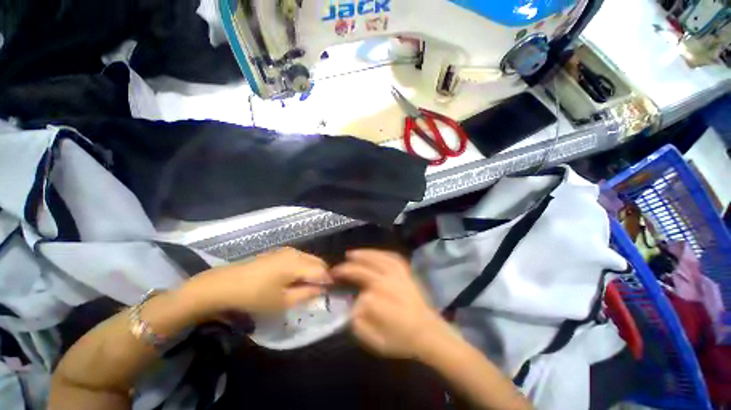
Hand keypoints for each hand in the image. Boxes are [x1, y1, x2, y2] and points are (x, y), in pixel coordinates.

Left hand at [180, 247, 331, 317]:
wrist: (223, 285)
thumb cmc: (254, 296)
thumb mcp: (282, 301)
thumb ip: (307, 294)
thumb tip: (322, 289)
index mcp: (297, 263)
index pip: (322, 270)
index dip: (328, 282)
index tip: (329, 294)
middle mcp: (295, 252)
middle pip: (318, 261)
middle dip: (321, 275)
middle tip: (317, 292)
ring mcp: (286, 250)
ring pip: (309, 259)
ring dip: (312, 271)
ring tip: (305, 287)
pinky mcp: (278, 252)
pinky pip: (299, 258)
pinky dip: (302, 267)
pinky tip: (293, 279)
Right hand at [331, 250, 453, 359]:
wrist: (428, 332)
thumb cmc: (402, 339)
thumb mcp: (376, 342)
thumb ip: (359, 325)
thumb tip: (352, 308)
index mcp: (379, 300)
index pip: (356, 293)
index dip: (347, 296)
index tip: (338, 293)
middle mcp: (387, 282)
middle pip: (363, 270)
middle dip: (347, 269)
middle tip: (336, 269)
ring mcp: (398, 274)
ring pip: (377, 258)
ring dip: (363, 255)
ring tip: (351, 253)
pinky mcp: (406, 272)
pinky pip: (392, 257)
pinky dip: (382, 253)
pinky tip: (375, 253)